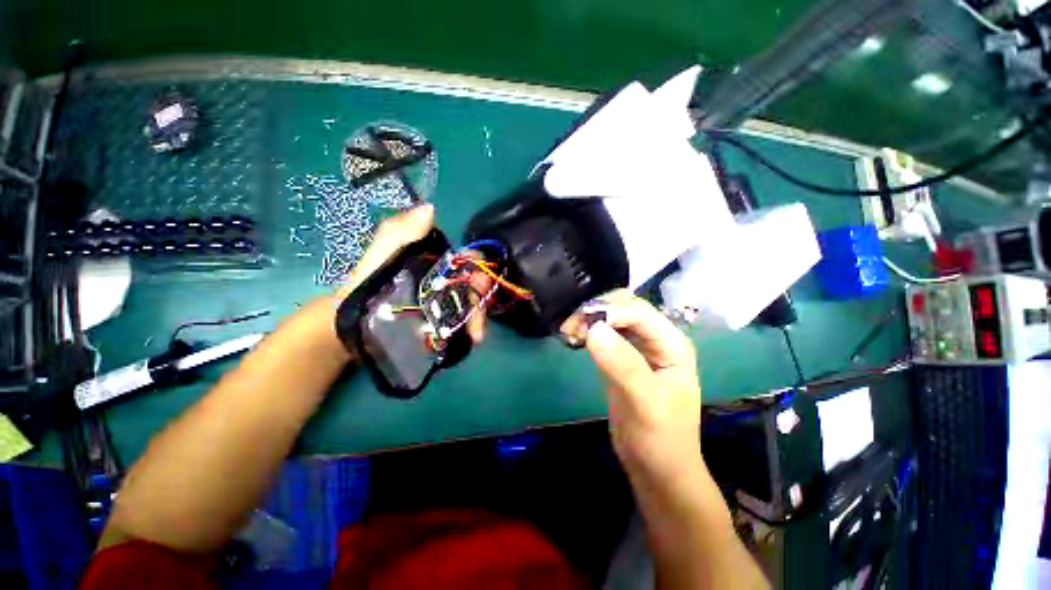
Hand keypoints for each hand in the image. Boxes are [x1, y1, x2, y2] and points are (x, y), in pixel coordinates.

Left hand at [335, 204, 489, 342]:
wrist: (350, 321)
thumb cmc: (365, 284)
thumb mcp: (379, 256)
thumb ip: (398, 233)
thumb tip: (430, 209)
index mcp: (435, 257)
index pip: (467, 257)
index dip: (478, 267)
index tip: (481, 285)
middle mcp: (444, 275)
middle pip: (473, 283)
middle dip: (480, 300)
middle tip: (479, 322)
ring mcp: (444, 297)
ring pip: (471, 302)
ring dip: (478, 317)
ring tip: (476, 336)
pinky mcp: (442, 315)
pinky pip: (462, 317)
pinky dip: (470, 326)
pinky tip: (471, 337)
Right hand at [563, 290, 701, 479]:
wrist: (658, 471)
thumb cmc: (660, 440)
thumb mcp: (644, 403)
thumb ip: (622, 364)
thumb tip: (593, 329)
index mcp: (672, 344)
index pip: (638, 311)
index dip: (609, 311)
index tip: (579, 324)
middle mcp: (657, 339)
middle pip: (625, 307)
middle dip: (597, 310)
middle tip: (570, 327)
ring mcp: (639, 348)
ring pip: (613, 318)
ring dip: (590, 319)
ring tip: (568, 332)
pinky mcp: (623, 358)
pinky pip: (605, 334)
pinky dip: (589, 331)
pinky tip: (575, 339)